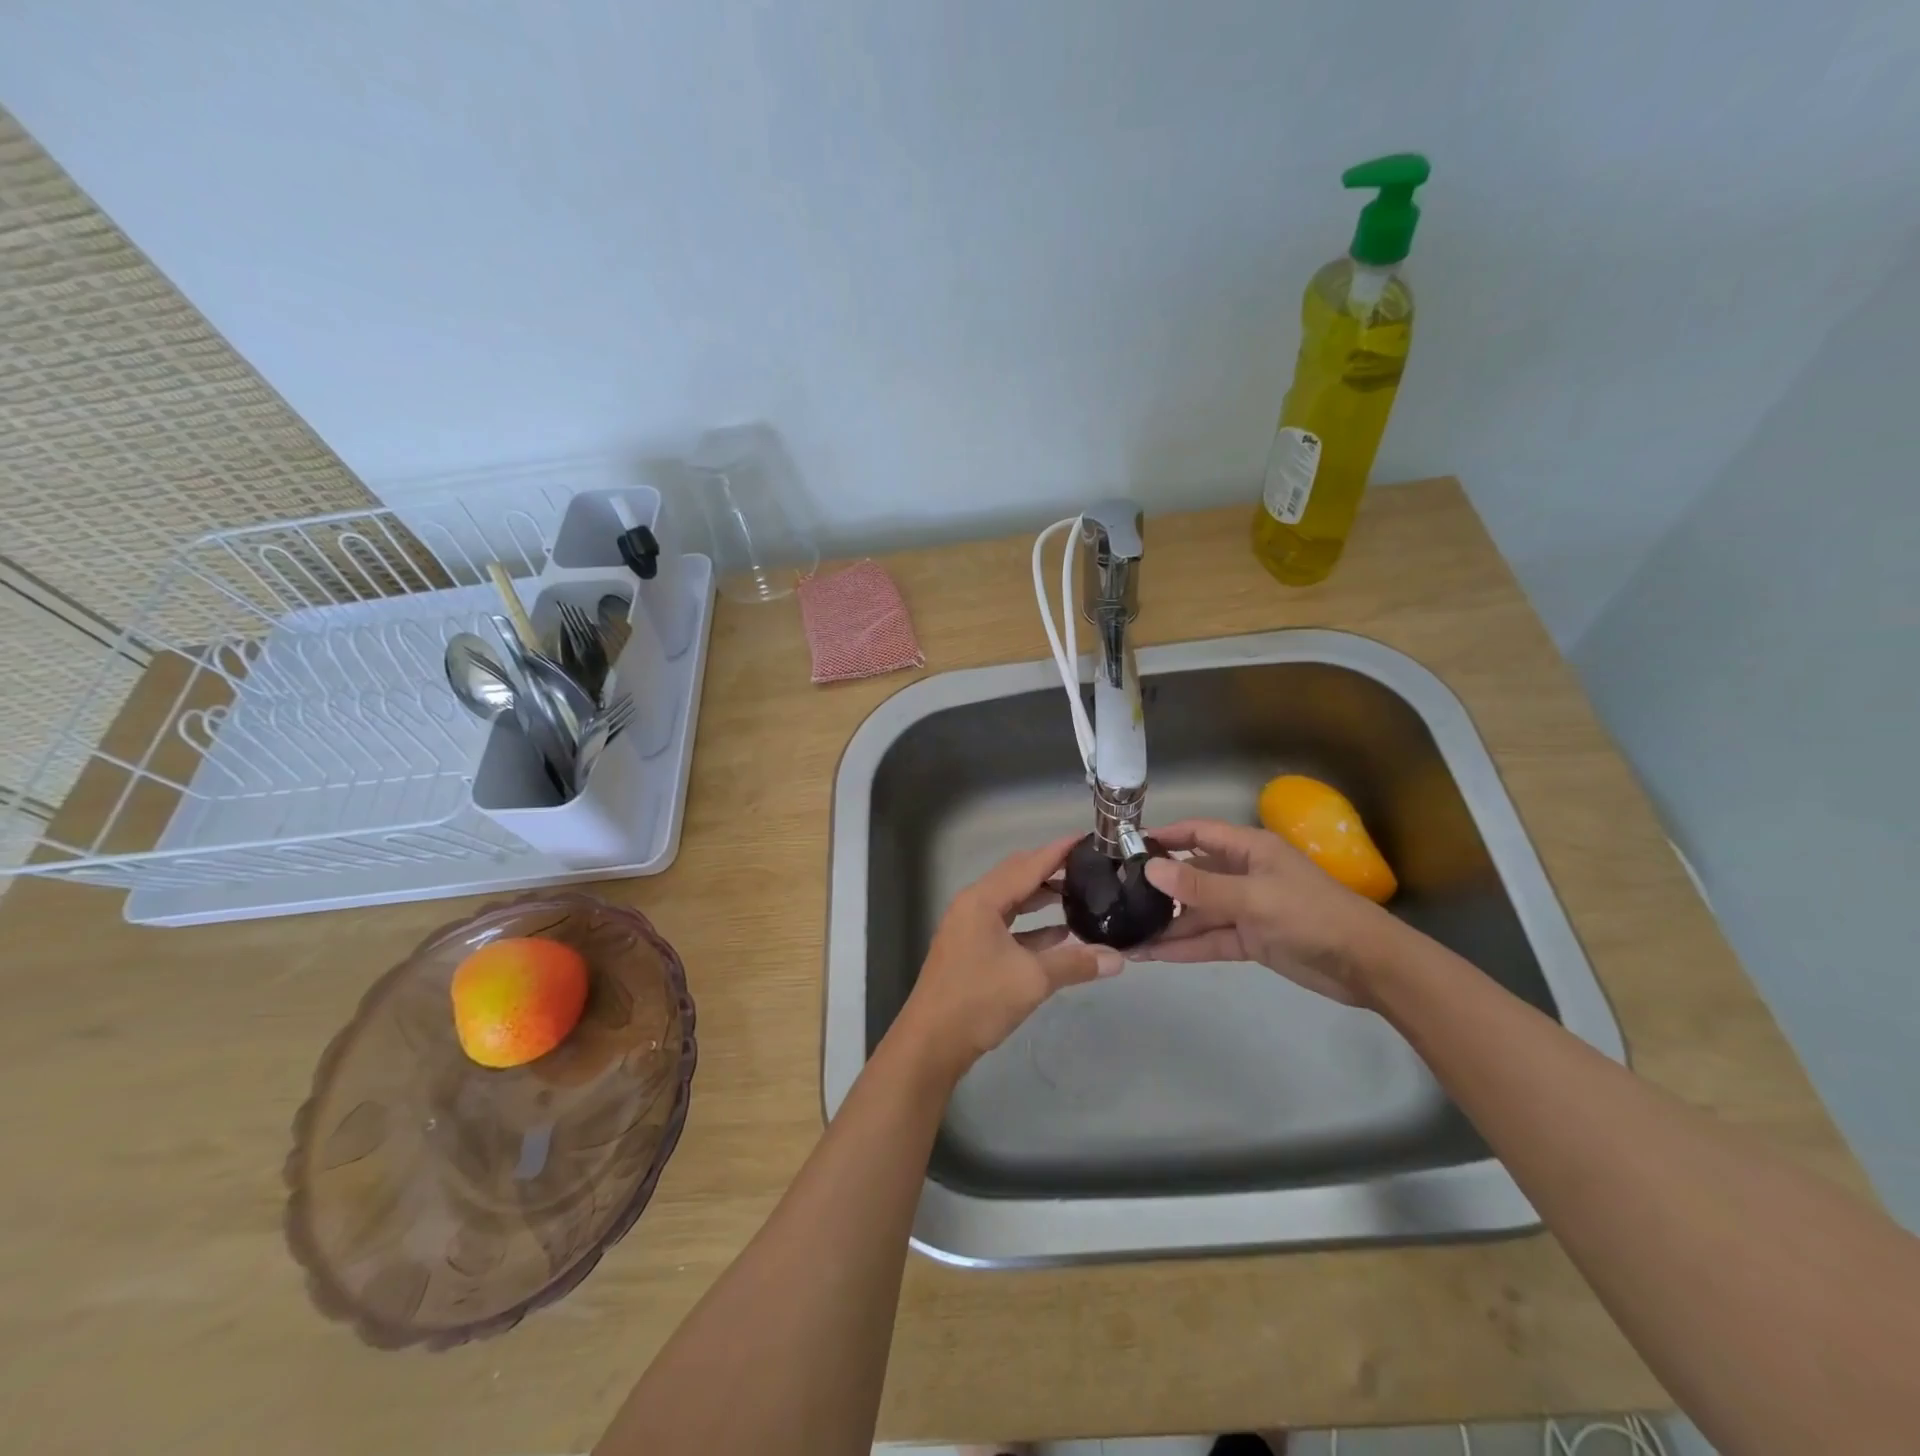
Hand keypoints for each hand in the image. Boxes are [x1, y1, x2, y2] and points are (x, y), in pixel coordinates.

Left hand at [892, 834, 1122, 1083]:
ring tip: (1079, 894)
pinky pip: (1007, 927)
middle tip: (1087, 866)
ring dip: (1042, 899)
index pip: (1027, 865)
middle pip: (1017, 878)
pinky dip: (1032, 927)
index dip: (1057, 851)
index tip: (1086, 839)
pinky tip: (1060, 933)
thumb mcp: (1032, 980)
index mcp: (982, 900)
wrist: (931, 1043)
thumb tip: (1117, 958)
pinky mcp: (972, 951)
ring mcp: (970, 929)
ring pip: (1012, 903)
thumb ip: (1075, 963)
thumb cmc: (978, 1000)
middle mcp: (973, 906)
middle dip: (1051, 871)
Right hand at [1137, 819, 1392, 1005]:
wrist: (1367, 966)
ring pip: (1196, 912)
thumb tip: (1149, 869)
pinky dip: (1183, 947)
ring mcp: (1245, 909)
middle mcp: (1242, 874)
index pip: (1197, 833)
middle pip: (1191, 875)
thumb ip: (1201, 886)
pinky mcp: (1249, 940)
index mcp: (1248, 850)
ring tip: (1124, 934)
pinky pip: (1208, 939)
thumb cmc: (1312, 916)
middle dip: (1157, 887)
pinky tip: (1151, 955)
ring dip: (1165, 923)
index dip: (1164, 836)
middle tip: (1115, 897)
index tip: (1125, 847)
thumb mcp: (1254, 898)